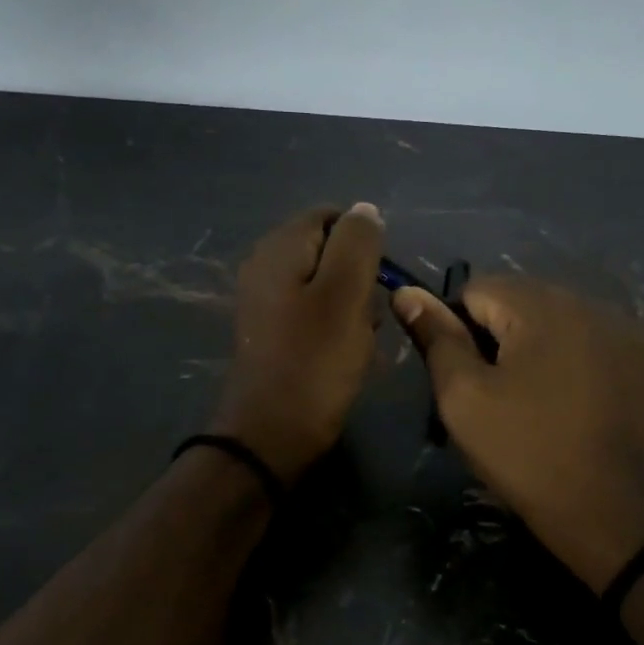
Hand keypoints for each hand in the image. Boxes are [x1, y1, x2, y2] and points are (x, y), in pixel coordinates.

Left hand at [210, 204, 384, 482]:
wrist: (271, 434)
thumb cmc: (315, 362)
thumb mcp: (346, 294)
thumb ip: (357, 243)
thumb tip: (364, 210)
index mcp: (279, 248)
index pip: (331, 216)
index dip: (363, 242)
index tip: (379, 280)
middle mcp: (264, 266)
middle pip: (327, 251)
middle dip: (358, 279)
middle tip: (368, 314)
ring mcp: (264, 301)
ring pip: (324, 286)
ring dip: (350, 307)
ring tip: (359, 340)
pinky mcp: (270, 332)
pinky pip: (312, 314)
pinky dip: (333, 328)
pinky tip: (343, 354)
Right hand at [393, 276, 643, 592]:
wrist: (627, 518)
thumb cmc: (531, 456)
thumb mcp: (465, 401)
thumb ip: (437, 339)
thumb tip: (407, 292)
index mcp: (541, 305)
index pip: (477, 288)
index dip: (458, 330)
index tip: (467, 380)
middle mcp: (591, 301)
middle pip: (523, 302)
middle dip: (502, 338)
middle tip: (501, 396)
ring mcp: (630, 330)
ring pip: (562, 322)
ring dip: (542, 349)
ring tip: (542, 404)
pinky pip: (599, 344)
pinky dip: (581, 364)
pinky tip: (582, 408)